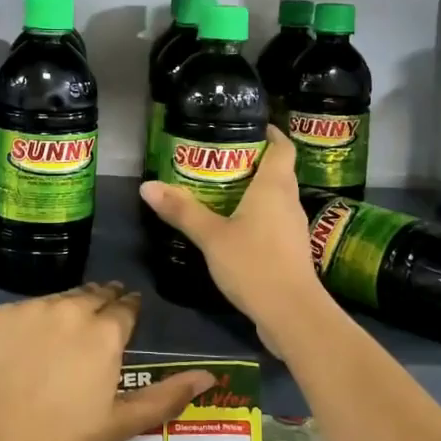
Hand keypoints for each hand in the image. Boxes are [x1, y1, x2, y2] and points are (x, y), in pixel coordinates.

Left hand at [0, 283, 212, 440]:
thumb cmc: (61, 437)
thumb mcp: (120, 423)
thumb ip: (167, 396)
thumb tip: (210, 377)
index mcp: (105, 331)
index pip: (126, 306)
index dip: (130, 309)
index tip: (129, 315)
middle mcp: (71, 308)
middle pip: (94, 294)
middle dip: (104, 301)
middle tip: (102, 318)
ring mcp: (32, 308)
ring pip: (61, 298)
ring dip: (70, 308)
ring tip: (67, 329)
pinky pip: (26, 308)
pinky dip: (35, 319)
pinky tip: (30, 342)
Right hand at [138, 125, 328, 352]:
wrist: (292, 315)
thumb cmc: (254, 264)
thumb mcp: (211, 236)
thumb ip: (181, 210)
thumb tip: (147, 186)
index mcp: (274, 187)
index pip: (282, 147)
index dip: (270, 133)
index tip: (248, 126)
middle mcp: (289, 201)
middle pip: (278, 170)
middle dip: (253, 160)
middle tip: (219, 158)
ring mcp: (293, 228)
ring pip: (276, 197)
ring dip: (254, 190)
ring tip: (221, 189)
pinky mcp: (291, 251)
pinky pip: (274, 220)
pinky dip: (257, 215)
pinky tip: (234, 226)